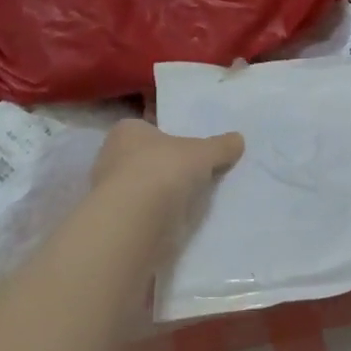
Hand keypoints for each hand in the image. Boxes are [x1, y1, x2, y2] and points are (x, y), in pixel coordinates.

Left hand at [91, 119, 243, 215]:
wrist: (136, 221)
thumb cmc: (163, 170)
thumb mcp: (202, 153)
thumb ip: (220, 146)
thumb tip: (238, 139)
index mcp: (126, 131)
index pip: (150, 128)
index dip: (171, 137)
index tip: (193, 149)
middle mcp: (112, 157)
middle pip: (148, 159)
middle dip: (170, 167)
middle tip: (199, 174)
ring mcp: (113, 192)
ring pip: (146, 188)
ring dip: (166, 194)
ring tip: (196, 200)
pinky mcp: (119, 221)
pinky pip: (146, 213)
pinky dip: (161, 216)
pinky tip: (182, 221)